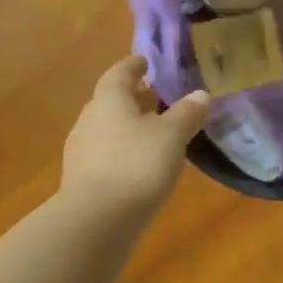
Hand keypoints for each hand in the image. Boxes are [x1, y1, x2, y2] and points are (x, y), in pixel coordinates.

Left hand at [61, 56, 209, 218]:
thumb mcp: (171, 136)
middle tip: (157, 97)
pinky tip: (140, 164)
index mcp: (109, 100)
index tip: (145, 62)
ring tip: (154, 132)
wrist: (97, 220)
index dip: (134, 66)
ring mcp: (82, 150)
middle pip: (112, 101)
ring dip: (129, 125)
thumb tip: (201, 94)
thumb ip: (187, 114)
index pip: (120, 73)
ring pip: (108, 128)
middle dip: (134, 98)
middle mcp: (90, 119)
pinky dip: (123, 150)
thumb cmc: (137, 165)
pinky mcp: (83, 179)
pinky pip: (106, 153)